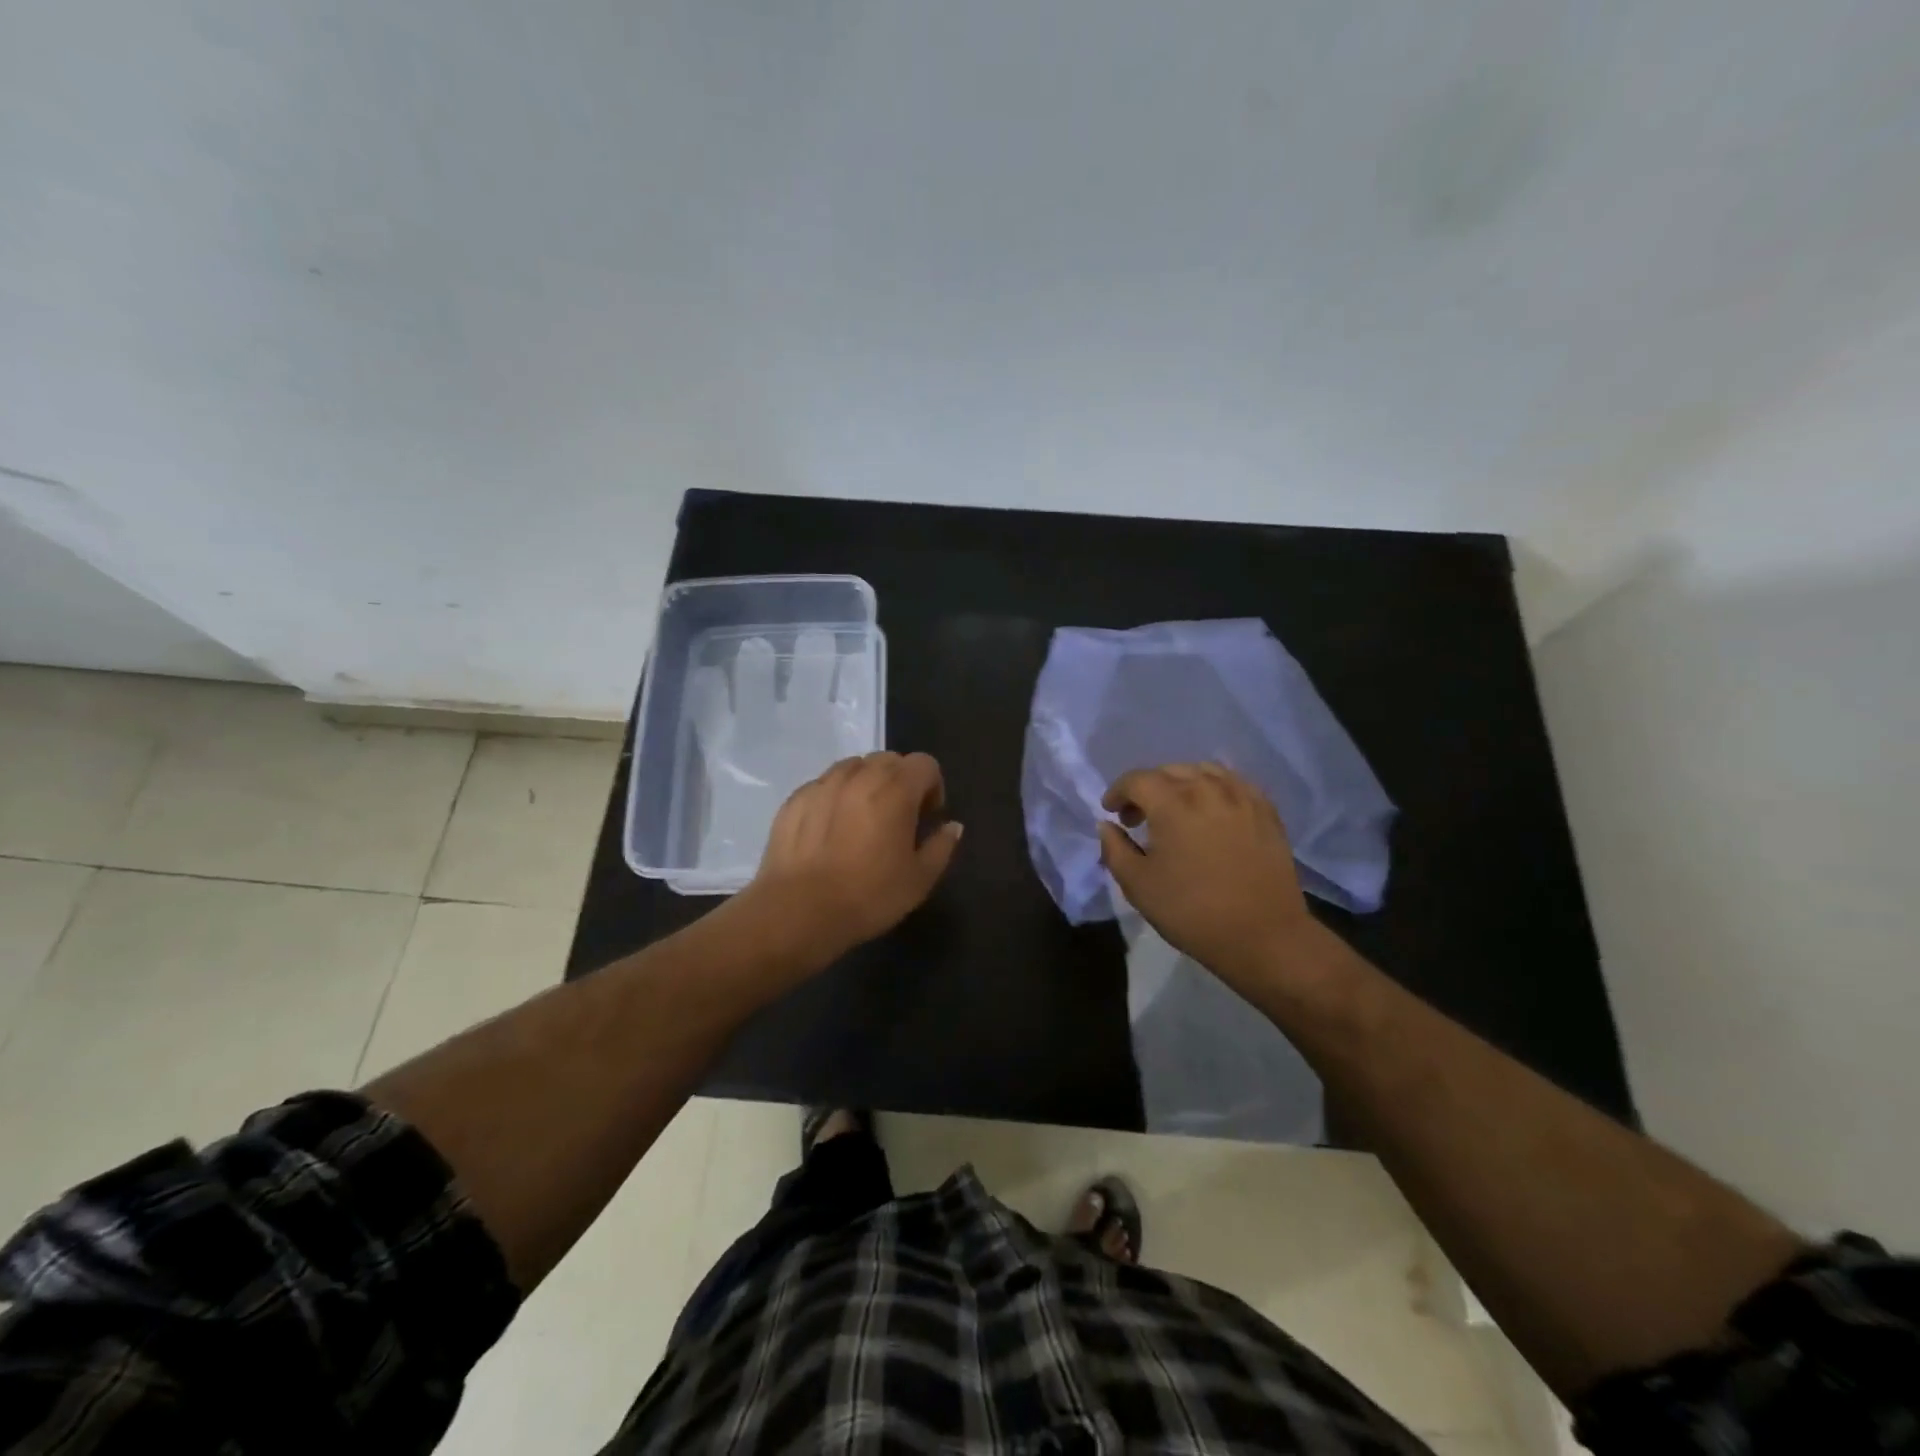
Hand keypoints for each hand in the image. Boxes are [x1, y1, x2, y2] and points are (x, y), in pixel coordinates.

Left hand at [738, 751, 962, 966]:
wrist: (799, 911)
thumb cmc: (868, 896)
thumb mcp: (919, 879)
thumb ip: (941, 846)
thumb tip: (952, 826)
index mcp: (896, 789)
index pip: (925, 764)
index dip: (932, 787)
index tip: (926, 818)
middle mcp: (860, 775)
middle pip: (889, 759)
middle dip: (900, 781)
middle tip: (897, 818)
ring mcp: (823, 783)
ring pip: (853, 767)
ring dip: (866, 783)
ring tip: (861, 820)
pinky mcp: (795, 798)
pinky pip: (824, 785)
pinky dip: (835, 797)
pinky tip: (829, 831)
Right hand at [1098, 764, 1315, 990]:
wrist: (1263, 936)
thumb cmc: (1192, 912)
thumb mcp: (1138, 886)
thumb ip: (1115, 849)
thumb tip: (1107, 825)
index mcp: (1172, 803)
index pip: (1137, 780)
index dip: (1118, 792)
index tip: (1111, 811)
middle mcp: (1207, 789)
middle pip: (1170, 771)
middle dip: (1147, 787)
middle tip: (1138, 816)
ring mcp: (1242, 797)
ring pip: (1204, 771)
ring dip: (1182, 783)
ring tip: (1176, 809)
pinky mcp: (1266, 811)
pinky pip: (1234, 783)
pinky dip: (1215, 788)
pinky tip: (1211, 811)